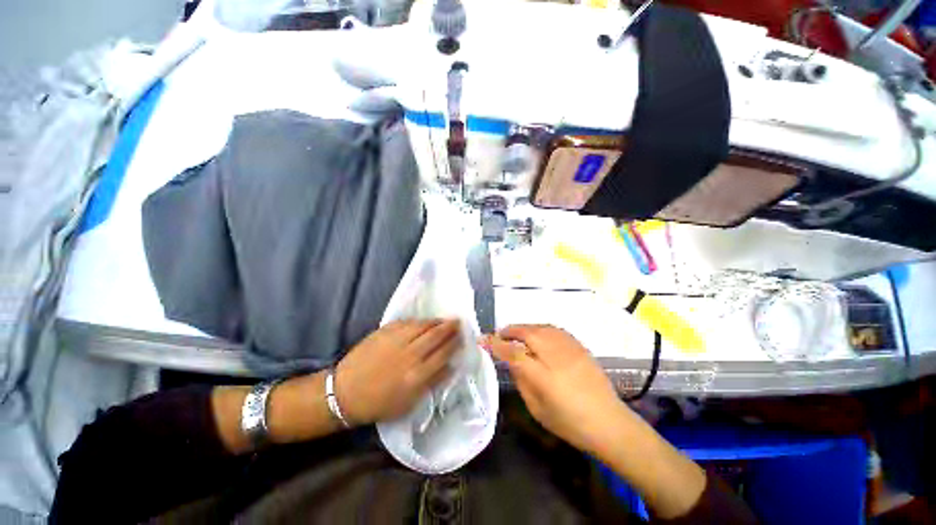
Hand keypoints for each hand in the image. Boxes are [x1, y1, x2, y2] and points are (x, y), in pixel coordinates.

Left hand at [335, 319, 459, 425]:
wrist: (345, 392)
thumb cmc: (379, 402)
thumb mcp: (409, 402)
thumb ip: (432, 382)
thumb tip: (450, 366)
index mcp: (417, 375)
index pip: (443, 353)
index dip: (454, 343)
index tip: (461, 337)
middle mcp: (409, 354)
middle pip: (436, 335)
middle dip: (449, 327)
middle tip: (457, 322)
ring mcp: (396, 340)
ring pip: (423, 325)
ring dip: (436, 322)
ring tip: (443, 321)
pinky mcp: (384, 331)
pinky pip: (407, 322)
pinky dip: (418, 321)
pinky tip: (423, 322)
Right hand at [486, 324, 632, 454]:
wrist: (610, 422)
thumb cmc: (570, 423)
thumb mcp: (537, 409)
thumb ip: (521, 381)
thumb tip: (511, 362)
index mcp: (542, 375)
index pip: (512, 352)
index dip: (495, 343)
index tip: (483, 339)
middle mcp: (555, 354)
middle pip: (526, 332)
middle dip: (509, 330)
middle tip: (499, 335)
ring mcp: (569, 347)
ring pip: (540, 327)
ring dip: (524, 328)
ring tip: (515, 333)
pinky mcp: (579, 345)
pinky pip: (553, 329)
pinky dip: (540, 328)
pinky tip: (537, 335)